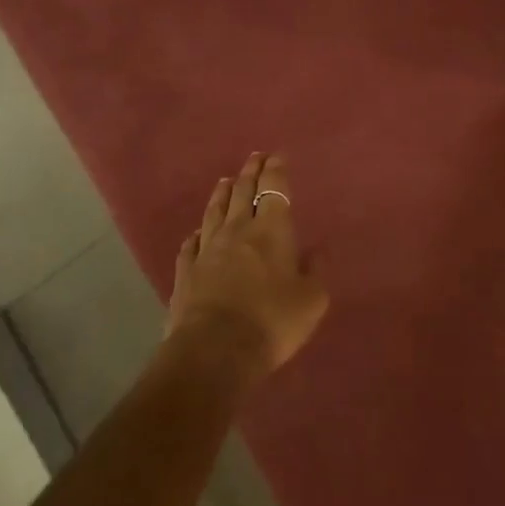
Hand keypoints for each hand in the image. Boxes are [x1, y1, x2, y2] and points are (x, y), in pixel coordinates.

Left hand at [167, 152, 329, 380]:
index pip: (274, 188)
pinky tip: (197, 232)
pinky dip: (197, 234)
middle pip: (243, 192)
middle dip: (251, 172)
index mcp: (271, 229)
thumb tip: (318, 250)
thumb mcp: (310, 300)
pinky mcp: (186, 271)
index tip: (276, 155)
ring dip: (222, 193)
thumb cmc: (272, 321)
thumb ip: (315, 271)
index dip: (276, 170)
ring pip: (215, 211)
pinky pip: (191, 244)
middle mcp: (237, 229)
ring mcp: (207, 248)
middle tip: (255, 157)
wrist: (214, 350)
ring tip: (226, 180)